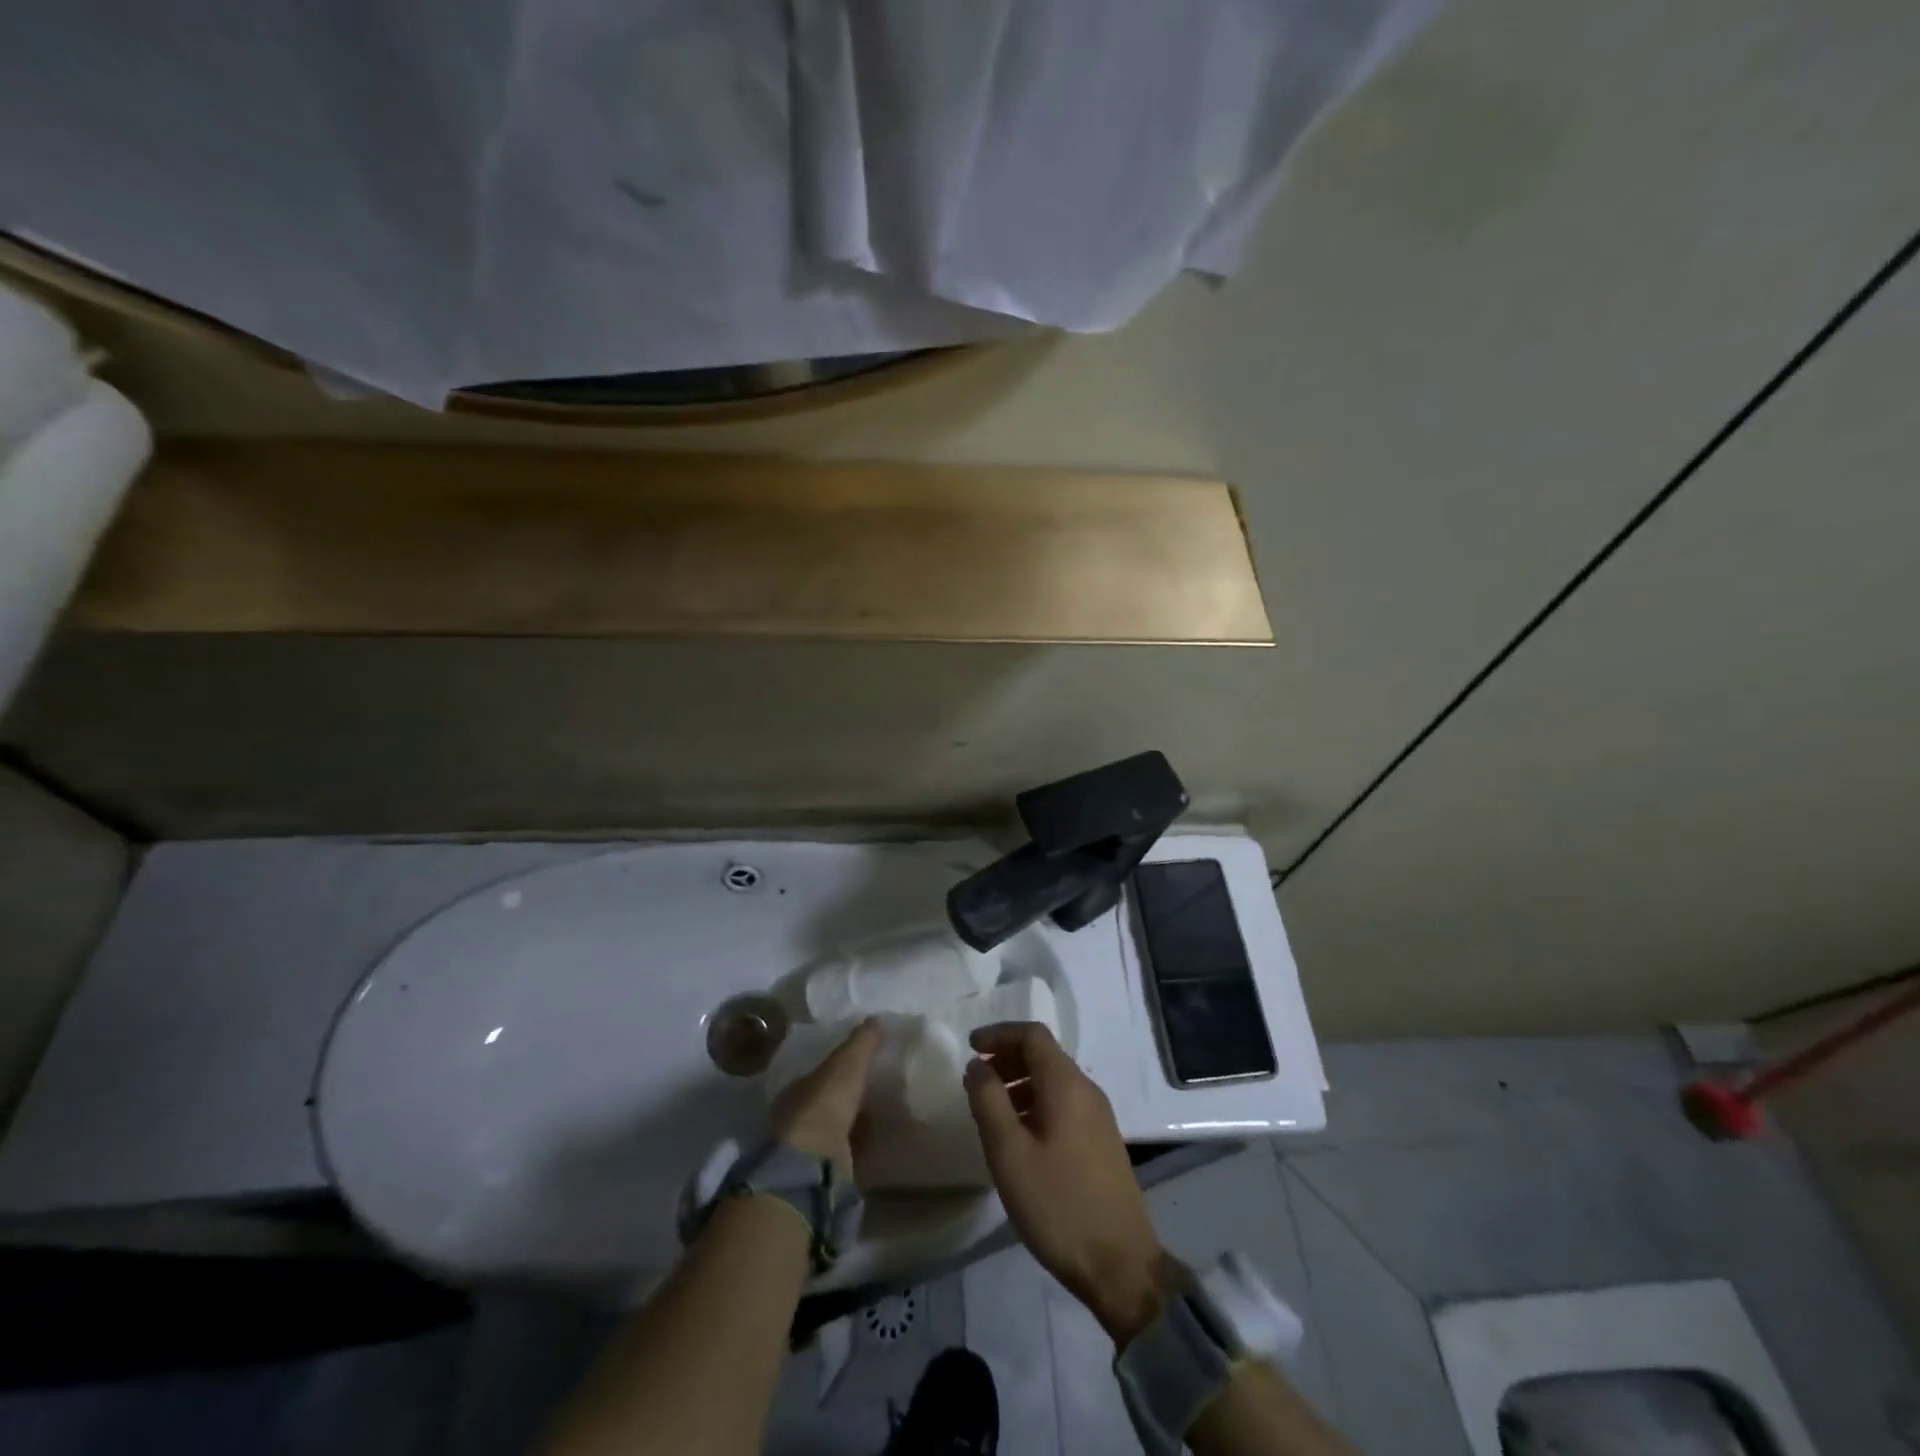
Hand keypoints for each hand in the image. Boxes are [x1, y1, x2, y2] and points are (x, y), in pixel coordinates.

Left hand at [769, 1018, 879, 1179]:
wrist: (815, 1162)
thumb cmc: (825, 1103)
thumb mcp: (847, 1063)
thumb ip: (862, 1041)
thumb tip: (876, 1017)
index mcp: (797, 1089)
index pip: (820, 1074)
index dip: (840, 1068)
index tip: (863, 1063)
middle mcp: (797, 1118)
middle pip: (828, 1101)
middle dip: (849, 1096)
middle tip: (878, 1087)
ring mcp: (809, 1148)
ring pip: (837, 1128)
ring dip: (857, 1122)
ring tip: (885, 1113)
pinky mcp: (824, 1172)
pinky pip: (849, 1151)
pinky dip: (863, 1145)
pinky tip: (881, 1139)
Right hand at [963, 1023, 1168, 1346]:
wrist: (1121, 1266)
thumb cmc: (1058, 1205)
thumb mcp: (1009, 1153)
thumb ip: (988, 1101)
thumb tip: (977, 1065)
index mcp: (1066, 1085)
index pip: (1032, 1035)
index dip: (999, 1034)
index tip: (970, 1046)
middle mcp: (1087, 1090)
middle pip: (1044, 1055)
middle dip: (1007, 1057)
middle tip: (976, 1079)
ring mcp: (1098, 1117)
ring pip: (1054, 1081)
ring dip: (1020, 1082)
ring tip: (991, 1109)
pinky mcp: (1101, 1142)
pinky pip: (1064, 1104)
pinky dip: (1036, 1103)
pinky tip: (1020, 1136)